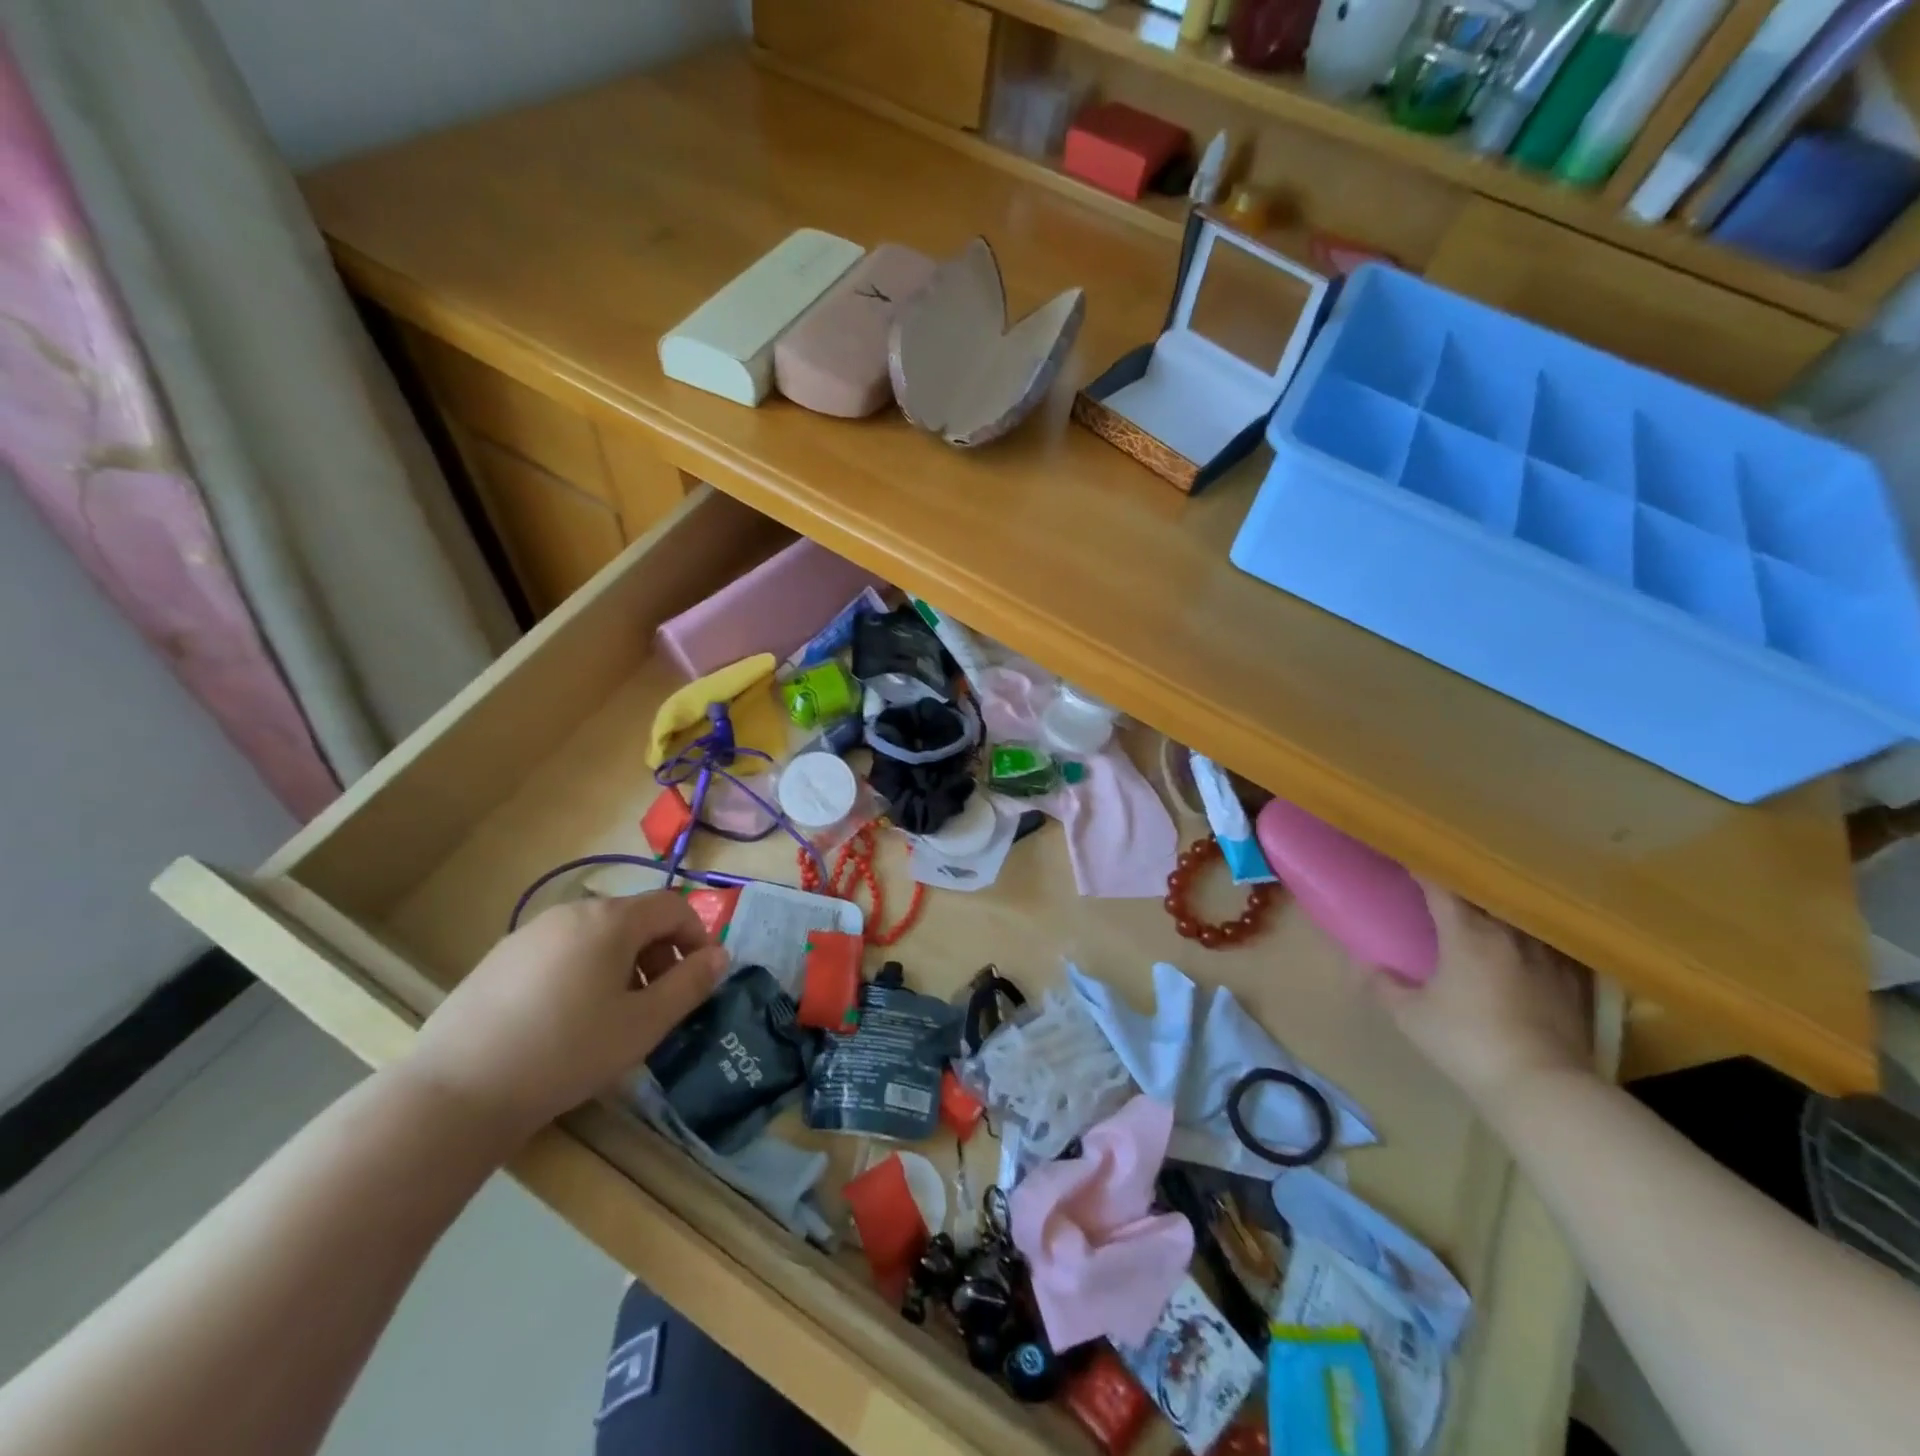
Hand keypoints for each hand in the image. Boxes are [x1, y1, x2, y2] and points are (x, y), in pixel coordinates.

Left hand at [401, 893, 727, 1146]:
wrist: (457, 1092)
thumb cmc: (567, 1053)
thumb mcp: (644, 1024)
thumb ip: (690, 984)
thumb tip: (720, 955)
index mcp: (611, 920)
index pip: (673, 906)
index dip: (697, 935)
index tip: (699, 976)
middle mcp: (572, 912)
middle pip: (635, 918)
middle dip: (659, 953)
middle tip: (658, 1003)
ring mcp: (530, 932)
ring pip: (597, 935)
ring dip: (623, 963)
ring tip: (613, 1015)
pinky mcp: (500, 958)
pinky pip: (562, 950)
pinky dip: (583, 970)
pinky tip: (565, 1020)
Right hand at [1371, 880, 1591, 1115]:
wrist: (1544, 1087)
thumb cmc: (1467, 1042)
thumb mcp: (1411, 1016)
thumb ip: (1384, 985)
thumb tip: (1363, 964)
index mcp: (1467, 933)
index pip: (1440, 886)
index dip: (1422, 869)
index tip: (1407, 859)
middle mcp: (1509, 934)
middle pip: (1485, 895)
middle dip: (1463, 888)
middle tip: (1446, 887)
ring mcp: (1548, 957)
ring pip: (1519, 918)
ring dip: (1500, 911)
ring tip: (1488, 913)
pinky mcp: (1575, 983)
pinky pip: (1551, 946)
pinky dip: (1534, 940)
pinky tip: (1529, 948)